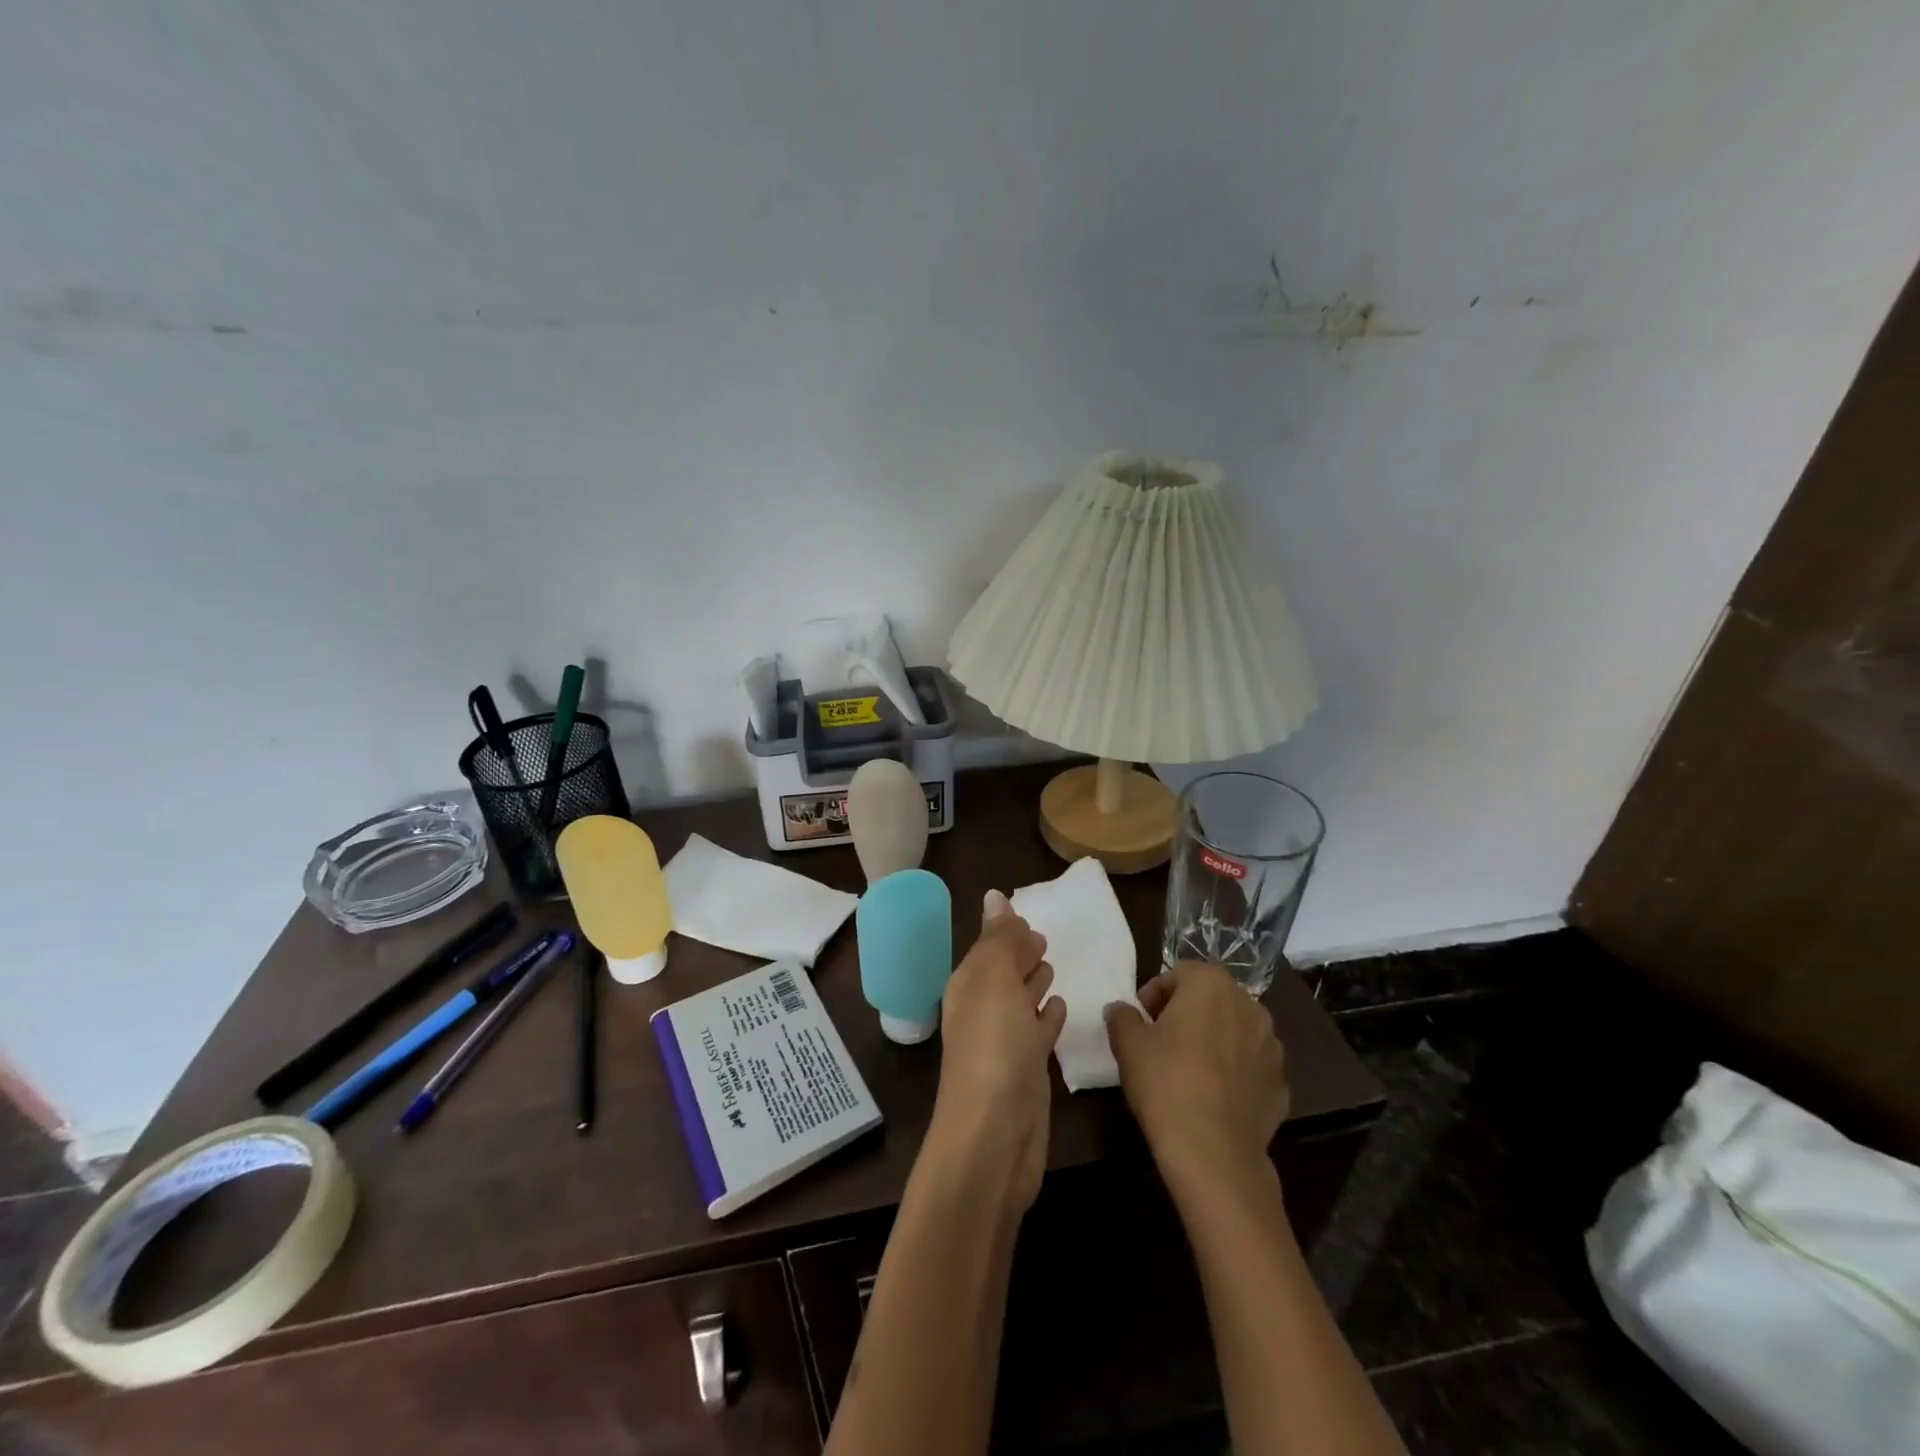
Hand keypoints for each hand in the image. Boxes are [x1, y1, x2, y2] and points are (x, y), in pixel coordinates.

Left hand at [928, 891, 1067, 1212]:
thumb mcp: (995, 981)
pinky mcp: (1027, 1073)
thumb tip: (994, 896)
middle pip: (1002, 974)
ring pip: (1019, 1002)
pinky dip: (1047, 1018)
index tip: (1029, 919)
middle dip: (1019, 955)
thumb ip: (999, 939)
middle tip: (1043, 938)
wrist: (995, 1137)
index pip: (988, 949)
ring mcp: (1004, 1045)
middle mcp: (982, 1011)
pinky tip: (1061, 1008)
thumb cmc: (994, 1048)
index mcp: (969, 986)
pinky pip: (1037, 1033)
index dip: (1005, 934)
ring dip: (1033, 984)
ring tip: (1051, 967)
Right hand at [1104, 961, 1290, 1194]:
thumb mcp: (1128, 1044)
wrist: (1213, 1152)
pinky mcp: (1282, 1082)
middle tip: (1161, 1041)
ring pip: (1234, 1030)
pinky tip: (1213, 1096)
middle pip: (1210, 997)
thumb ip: (1122, 1016)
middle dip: (1187, 1013)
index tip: (1141, 1021)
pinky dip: (1234, 1071)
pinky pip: (1251, 1065)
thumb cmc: (1165, 1082)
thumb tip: (1121, 1009)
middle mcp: (1248, 1004)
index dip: (1155, 994)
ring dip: (1214, 1039)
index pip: (1178, 974)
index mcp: (1211, 984)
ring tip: (1189, 1070)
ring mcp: (1272, 1045)